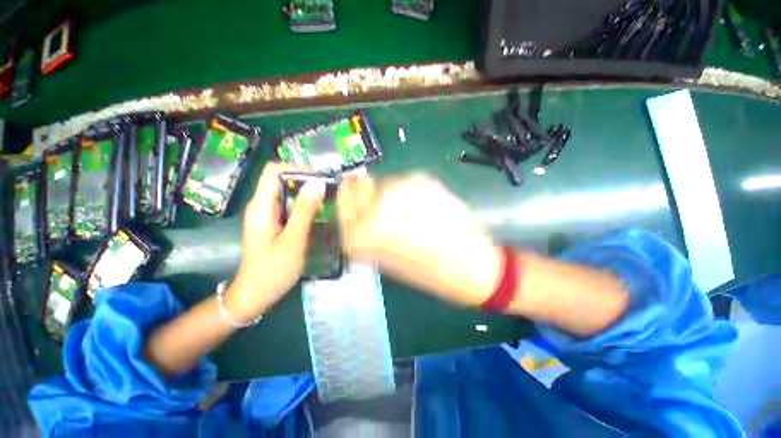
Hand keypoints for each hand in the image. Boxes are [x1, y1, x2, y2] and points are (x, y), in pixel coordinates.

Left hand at [226, 163, 324, 322]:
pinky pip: (290, 206)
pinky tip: (319, 213)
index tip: (321, 179)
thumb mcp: (293, 240)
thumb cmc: (273, 270)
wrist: (256, 294)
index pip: (274, 171)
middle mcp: (262, 206)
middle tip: (330, 190)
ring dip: (308, 193)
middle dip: (307, 181)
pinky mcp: (274, 223)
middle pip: (282, 180)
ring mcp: (268, 215)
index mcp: (261, 206)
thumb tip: (317, 184)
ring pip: (288, 193)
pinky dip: (305, 205)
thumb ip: (304, 211)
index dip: (298, 169)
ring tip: (329, 200)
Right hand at [337, 173, 502, 306]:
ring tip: (407, 213)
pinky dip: (405, 193)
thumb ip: (367, 236)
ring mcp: (403, 187)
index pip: (344, 204)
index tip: (348, 199)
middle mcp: (380, 203)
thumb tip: (360, 219)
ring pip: (384, 183)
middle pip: (361, 187)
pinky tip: (420, 207)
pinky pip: (404, 183)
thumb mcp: (386, 259)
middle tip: (379, 207)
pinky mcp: (423, 179)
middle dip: (366, 197)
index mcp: (367, 230)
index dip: (345, 201)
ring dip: (388, 195)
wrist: (469, 262)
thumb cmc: (427, 272)